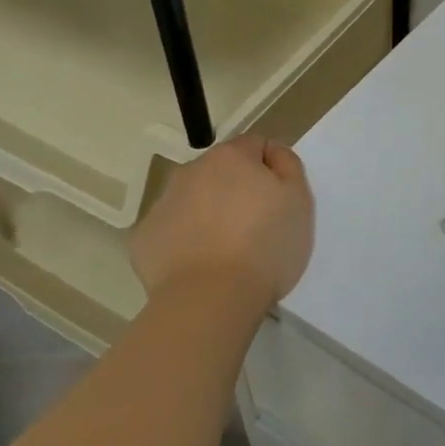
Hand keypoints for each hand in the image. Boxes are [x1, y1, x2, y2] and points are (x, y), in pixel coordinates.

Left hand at [128, 136, 313, 326]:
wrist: (210, 299)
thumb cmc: (265, 246)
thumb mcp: (300, 201)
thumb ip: (288, 166)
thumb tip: (273, 154)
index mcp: (231, 157)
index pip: (256, 146)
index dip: (271, 169)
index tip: (280, 201)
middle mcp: (191, 171)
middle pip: (221, 172)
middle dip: (237, 190)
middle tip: (256, 227)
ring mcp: (162, 204)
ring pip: (193, 200)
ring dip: (209, 214)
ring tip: (227, 252)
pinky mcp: (144, 238)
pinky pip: (172, 231)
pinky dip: (185, 242)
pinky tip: (200, 267)